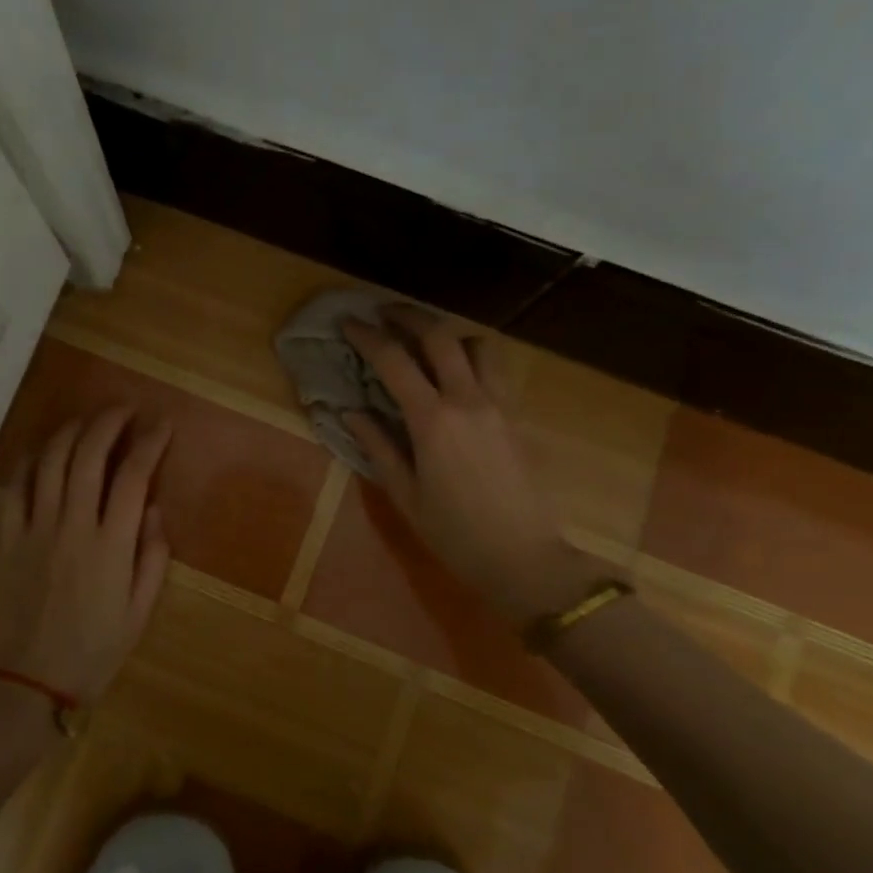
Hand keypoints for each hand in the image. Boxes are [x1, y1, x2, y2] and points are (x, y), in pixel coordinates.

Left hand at [0, 407, 172, 701]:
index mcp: (111, 545)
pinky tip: (42, 449)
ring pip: (50, 462)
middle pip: (88, 456)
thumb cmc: (94, 651)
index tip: (162, 425)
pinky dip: (29, 461)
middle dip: (108, 422)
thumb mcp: (140, 611)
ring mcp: (36, 529)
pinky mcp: (9, 539)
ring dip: (70, 431)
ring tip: (87, 420)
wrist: (29, 684)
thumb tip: (154, 509)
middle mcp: (73, 526)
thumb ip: (152, 556)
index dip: (150, 443)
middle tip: (124, 408)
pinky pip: (15, 489)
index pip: (133, 476)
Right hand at [343, 308, 584, 624]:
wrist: (524, 559)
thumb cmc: (455, 534)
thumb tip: (351, 412)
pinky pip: (496, 370)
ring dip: (449, 334)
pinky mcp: (518, 416)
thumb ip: (377, 447)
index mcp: (433, 420)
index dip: (367, 336)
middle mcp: (468, 400)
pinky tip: (457, 377)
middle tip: (384, 313)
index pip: (394, 361)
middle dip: (408, 316)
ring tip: (427, 344)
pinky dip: (472, 358)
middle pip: (439, 336)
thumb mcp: (405, 495)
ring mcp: (499, 404)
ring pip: (478, 345)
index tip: (348, 323)